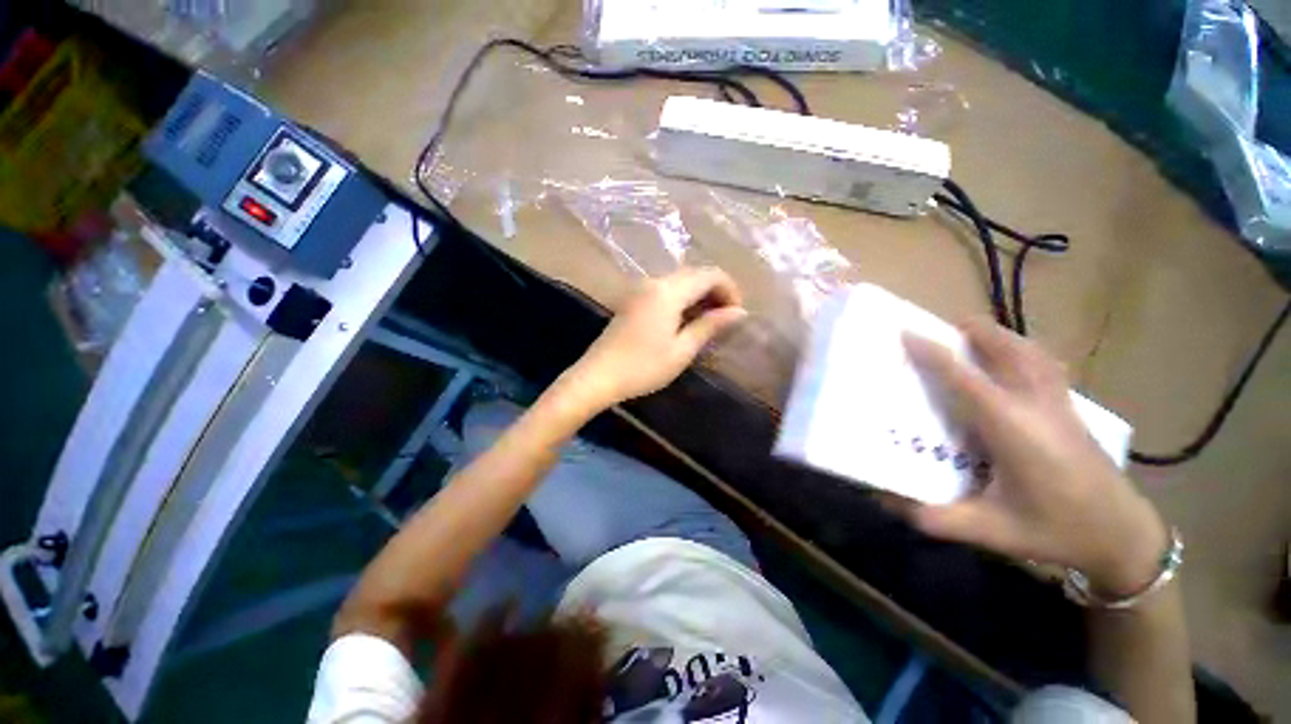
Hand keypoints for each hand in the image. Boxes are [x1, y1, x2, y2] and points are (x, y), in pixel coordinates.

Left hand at [566, 268, 746, 408]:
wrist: (598, 376)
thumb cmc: (643, 367)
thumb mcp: (681, 350)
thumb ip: (710, 326)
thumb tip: (739, 312)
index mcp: (668, 291)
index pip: (709, 274)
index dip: (730, 289)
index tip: (737, 314)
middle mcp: (654, 282)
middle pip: (695, 274)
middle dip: (716, 291)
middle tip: (726, 319)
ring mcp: (641, 289)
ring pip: (680, 281)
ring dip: (699, 295)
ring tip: (709, 322)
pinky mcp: (633, 299)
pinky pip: (666, 289)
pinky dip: (683, 299)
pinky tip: (686, 320)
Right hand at [903, 320, 1168, 597]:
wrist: (1124, 537)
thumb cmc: (1057, 531)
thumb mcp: (991, 531)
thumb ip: (935, 517)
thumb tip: (884, 499)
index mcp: (1012, 428)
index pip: (965, 378)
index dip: (933, 352)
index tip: (906, 332)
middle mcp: (1036, 405)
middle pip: (1005, 348)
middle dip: (969, 331)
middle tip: (934, 331)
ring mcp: (1059, 402)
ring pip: (1028, 350)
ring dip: (996, 336)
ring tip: (967, 336)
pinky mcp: (1070, 407)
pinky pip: (1042, 362)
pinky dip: (1019, 349)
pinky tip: (1008, 359)